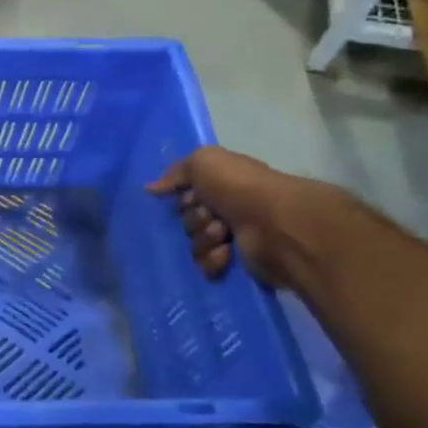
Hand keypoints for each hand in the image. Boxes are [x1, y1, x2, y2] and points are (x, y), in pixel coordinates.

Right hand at [147, 146, 309, 286]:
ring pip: (195, 244)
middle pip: (188, 220)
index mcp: (222, 185)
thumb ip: (176, 171)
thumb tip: (151, 188)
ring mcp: (233, 237)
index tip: (191, 197)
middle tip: (211, 216)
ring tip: (223, 235)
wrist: (276, 224)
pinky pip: (206, 265)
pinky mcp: (237, 262)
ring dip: (204, 239)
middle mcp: (228, 209)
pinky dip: (213, 260)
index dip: (184, 197)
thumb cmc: (240, 187)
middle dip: (194, 220)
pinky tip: (226, 253)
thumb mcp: (204, 162)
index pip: (185, 195)